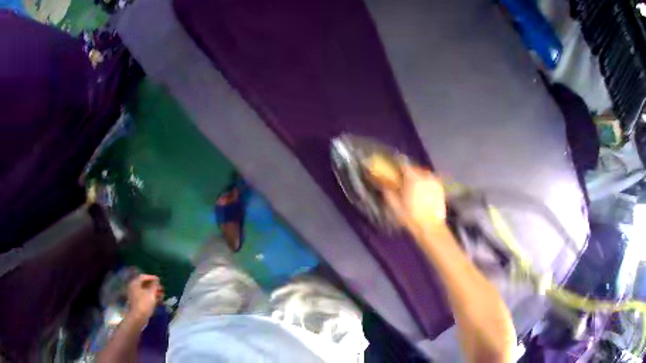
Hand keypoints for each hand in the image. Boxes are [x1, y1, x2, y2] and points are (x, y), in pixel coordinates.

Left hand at [127, 274, 163, 320]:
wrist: (138, 317)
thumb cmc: (144, 303)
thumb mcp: (151, 293)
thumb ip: (154, 285)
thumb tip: (157, 281)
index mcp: (135, 283)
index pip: (143, 277)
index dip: (151, 277)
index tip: (159, 280)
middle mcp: (134, 288)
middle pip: (144, 284)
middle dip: (154, 286)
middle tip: (161, 288)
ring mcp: (135, 295)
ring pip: (146, 291)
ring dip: (154, 292)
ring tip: (162, 295)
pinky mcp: (138, 302)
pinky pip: (145, 297)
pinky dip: (151, 297)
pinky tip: (158, 300)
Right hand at [381, 166, 446, 234]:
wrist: (431, 228)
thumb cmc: (411, 218)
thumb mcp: (396, 207)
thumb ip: (389, 193)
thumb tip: (384, 185)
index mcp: (413, 179)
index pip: (404, 166)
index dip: (398, 168)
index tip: (394, 173)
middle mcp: (425, 176)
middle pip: (415, 169)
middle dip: (409, 173)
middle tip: (404, 182)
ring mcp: (434, 182)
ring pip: (424, 174)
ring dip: (418, 178)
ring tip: (414, 187)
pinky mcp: (440, 188)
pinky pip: (431, 180)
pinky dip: (426, 183)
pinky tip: (423, 192)